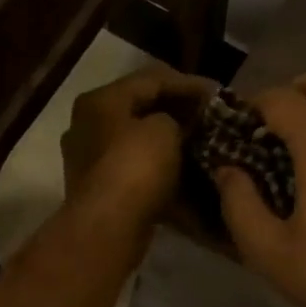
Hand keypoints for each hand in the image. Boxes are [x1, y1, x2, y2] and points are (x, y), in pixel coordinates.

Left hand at [62, 68, 212, 226]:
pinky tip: (184, 170)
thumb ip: (176, 116)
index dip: (188, 83)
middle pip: (140, 108)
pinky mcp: (99, 187)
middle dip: (176, 111)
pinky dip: (158, 165)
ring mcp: (90, 157)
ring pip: (137, 139)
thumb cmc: (136, 168)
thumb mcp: (166, 129)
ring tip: (200, 142)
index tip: (217, 94)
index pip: (151, 79)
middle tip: (209, 117)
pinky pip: (134, 166)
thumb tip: (180, 124)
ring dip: (167, 139)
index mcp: (101, 100)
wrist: (108, 227)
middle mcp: (88, 123)